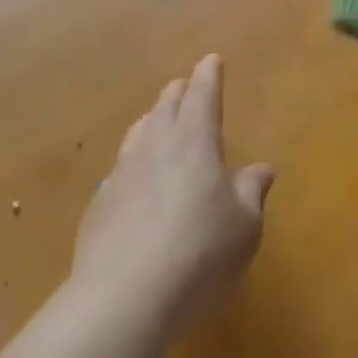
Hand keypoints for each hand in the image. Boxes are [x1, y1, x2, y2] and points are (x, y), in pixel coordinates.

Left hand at [71, 54, 273, 327]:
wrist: (123, 298)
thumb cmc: (200, 252)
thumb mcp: (244, 225)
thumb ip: (252, 192)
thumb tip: (260, 169)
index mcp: (194, 140)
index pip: (202, 94)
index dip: (209, 75)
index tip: (211, 60)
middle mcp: (155, 145)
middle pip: (165, 106)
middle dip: (178, 93)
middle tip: (186, 87)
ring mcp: (121, 173)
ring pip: (138, 132)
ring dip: (152, 121)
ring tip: (158, 123)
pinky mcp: (98, 205)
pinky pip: (119, 169)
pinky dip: (133, 162)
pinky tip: (134, 180)